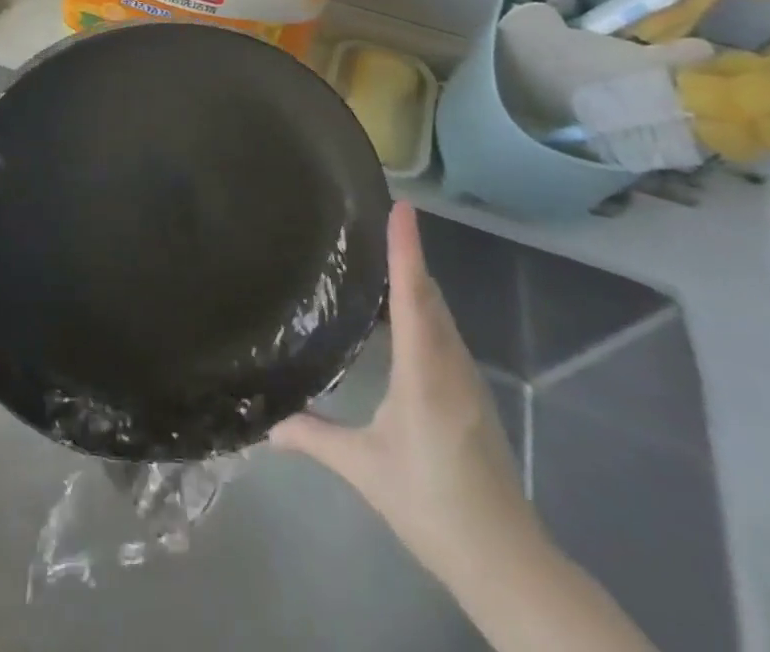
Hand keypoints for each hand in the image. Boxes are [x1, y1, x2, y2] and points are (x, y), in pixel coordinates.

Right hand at [271, 200, 544, 590]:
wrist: (506, 562)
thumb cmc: (431, 505)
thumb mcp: (364, 469)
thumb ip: (313, 437)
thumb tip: (263, 423)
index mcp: (425, 373)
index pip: (413, 296)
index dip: (406, 250)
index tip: (401, 207)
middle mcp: (450, 365)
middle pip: (429, 296)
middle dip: (406, 255)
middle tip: (374, 220)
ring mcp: (467, 379)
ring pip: (440, 314)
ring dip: (415, 281)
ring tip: (379, 256)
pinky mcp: (472, 394)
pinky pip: (444, 333)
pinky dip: (422, 307)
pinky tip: (400, 314)